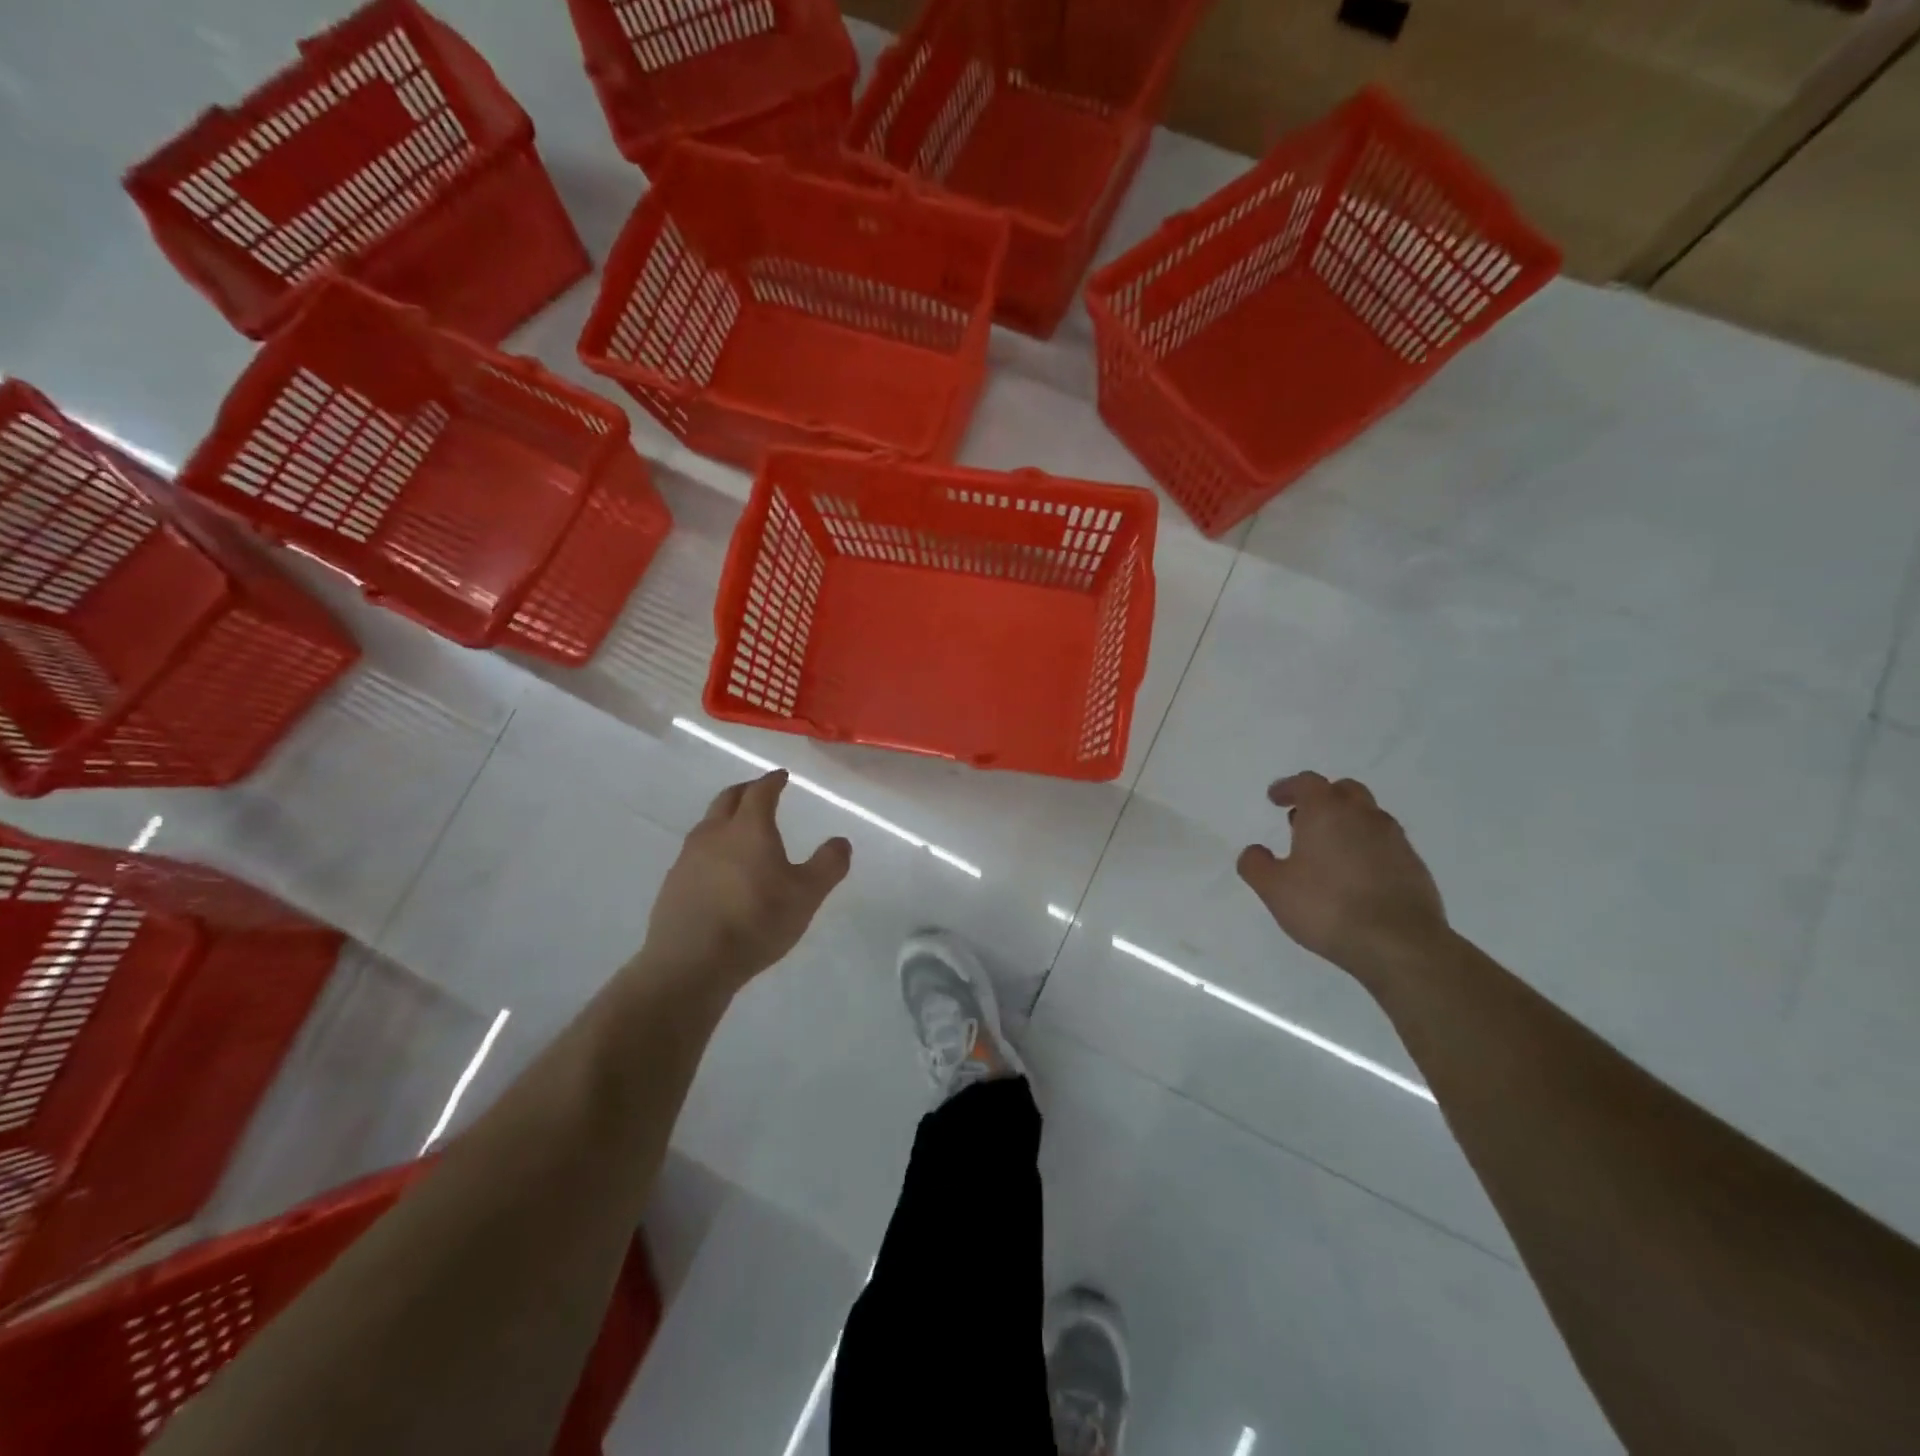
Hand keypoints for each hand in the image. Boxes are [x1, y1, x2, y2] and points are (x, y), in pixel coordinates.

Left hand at [637, 770, 850, 992]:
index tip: (781, 776)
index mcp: (749, 828)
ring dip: (726, 818)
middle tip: (759, 792)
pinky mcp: (673, 883)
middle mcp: (715, 833)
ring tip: (740, 829)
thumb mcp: (807, 895)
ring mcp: (688, 858)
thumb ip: (828, 865)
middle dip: (746, 791)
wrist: (690, 963)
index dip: (772, 781)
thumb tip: (841, 841)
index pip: (761, 791)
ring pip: (708, 824)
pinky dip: (712, 848)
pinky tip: (719, 869)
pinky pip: (696, 852)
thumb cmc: (756, 921)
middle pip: (728, 799)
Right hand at [1237, 773, 1448, 979]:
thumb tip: (1255, 851)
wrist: (1399, 943)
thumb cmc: (1327, 907)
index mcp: (1326, 812)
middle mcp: (1363, 816)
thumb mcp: (1274, 889)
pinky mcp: (1414, 865)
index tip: (1275, 799)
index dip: (1288, 787)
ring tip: (1329, 850)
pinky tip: (1356, 875)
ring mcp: (1394, 840)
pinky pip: (1386, 844)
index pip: (1307, 782)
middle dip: (1322, 799)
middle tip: (1303, 819)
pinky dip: (1367, 847)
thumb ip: (1256, 864)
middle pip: (1344, 790)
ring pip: (1368, 816)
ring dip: (1347, 823)